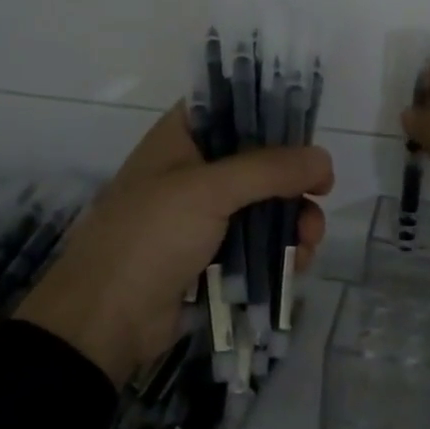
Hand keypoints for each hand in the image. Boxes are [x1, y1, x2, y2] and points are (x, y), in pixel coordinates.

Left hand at [14, 105, 332, 385]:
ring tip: (308, 242)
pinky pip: (256, 242)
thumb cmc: (150, 237)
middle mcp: (192, 170)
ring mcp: (202, 215)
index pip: (232, 106)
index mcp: (181, 138)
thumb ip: (270, 170)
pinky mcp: (212, 255)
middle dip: (293, 179)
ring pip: (263, 204)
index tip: (308, 133)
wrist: (105, 322)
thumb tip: (324, 160)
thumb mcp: (208, 191)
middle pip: (258, 159)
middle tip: (321, 194)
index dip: (272, 113)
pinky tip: (296, 265)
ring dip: (293, 219)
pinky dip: (279, 249)